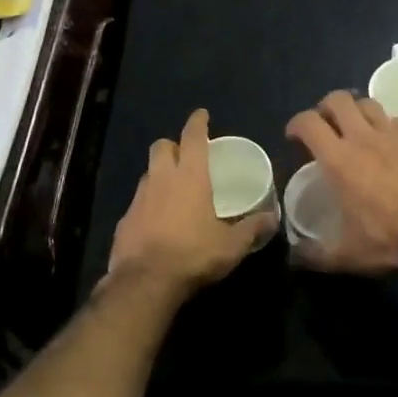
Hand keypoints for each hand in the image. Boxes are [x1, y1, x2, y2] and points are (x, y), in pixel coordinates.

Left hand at [107, 110, 276, 294]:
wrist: (145, 282)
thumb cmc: (193, 255)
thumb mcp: (231, 245)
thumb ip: (252, 228)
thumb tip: (272, 218)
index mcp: (189, 176)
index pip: (192, 137)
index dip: (198, 122)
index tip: (202, 115)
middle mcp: (161, 179)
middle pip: (161, 147)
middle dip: (172, 145)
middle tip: (185, 156)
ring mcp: (139, 198)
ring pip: (148, 173)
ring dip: (160, 174)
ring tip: (173, 190)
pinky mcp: (125, 219)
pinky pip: (138, 202)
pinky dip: (148, 204)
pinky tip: (157, 221)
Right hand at [285, 91, 397, 274]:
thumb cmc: (388, 239)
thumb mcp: (347, 255)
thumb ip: (315, 255)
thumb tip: (293, 258)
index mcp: (338, 160)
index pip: (308, 123)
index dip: (296, 124)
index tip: (294, 136)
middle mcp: (363, 138)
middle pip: (338, 100)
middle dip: (326, 107)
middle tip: (325, 125)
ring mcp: (393, 134)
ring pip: (369, 103)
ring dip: (357, 111)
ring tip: (357, 128)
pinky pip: (397, 120)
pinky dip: (387, 125)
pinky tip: (390, 142)